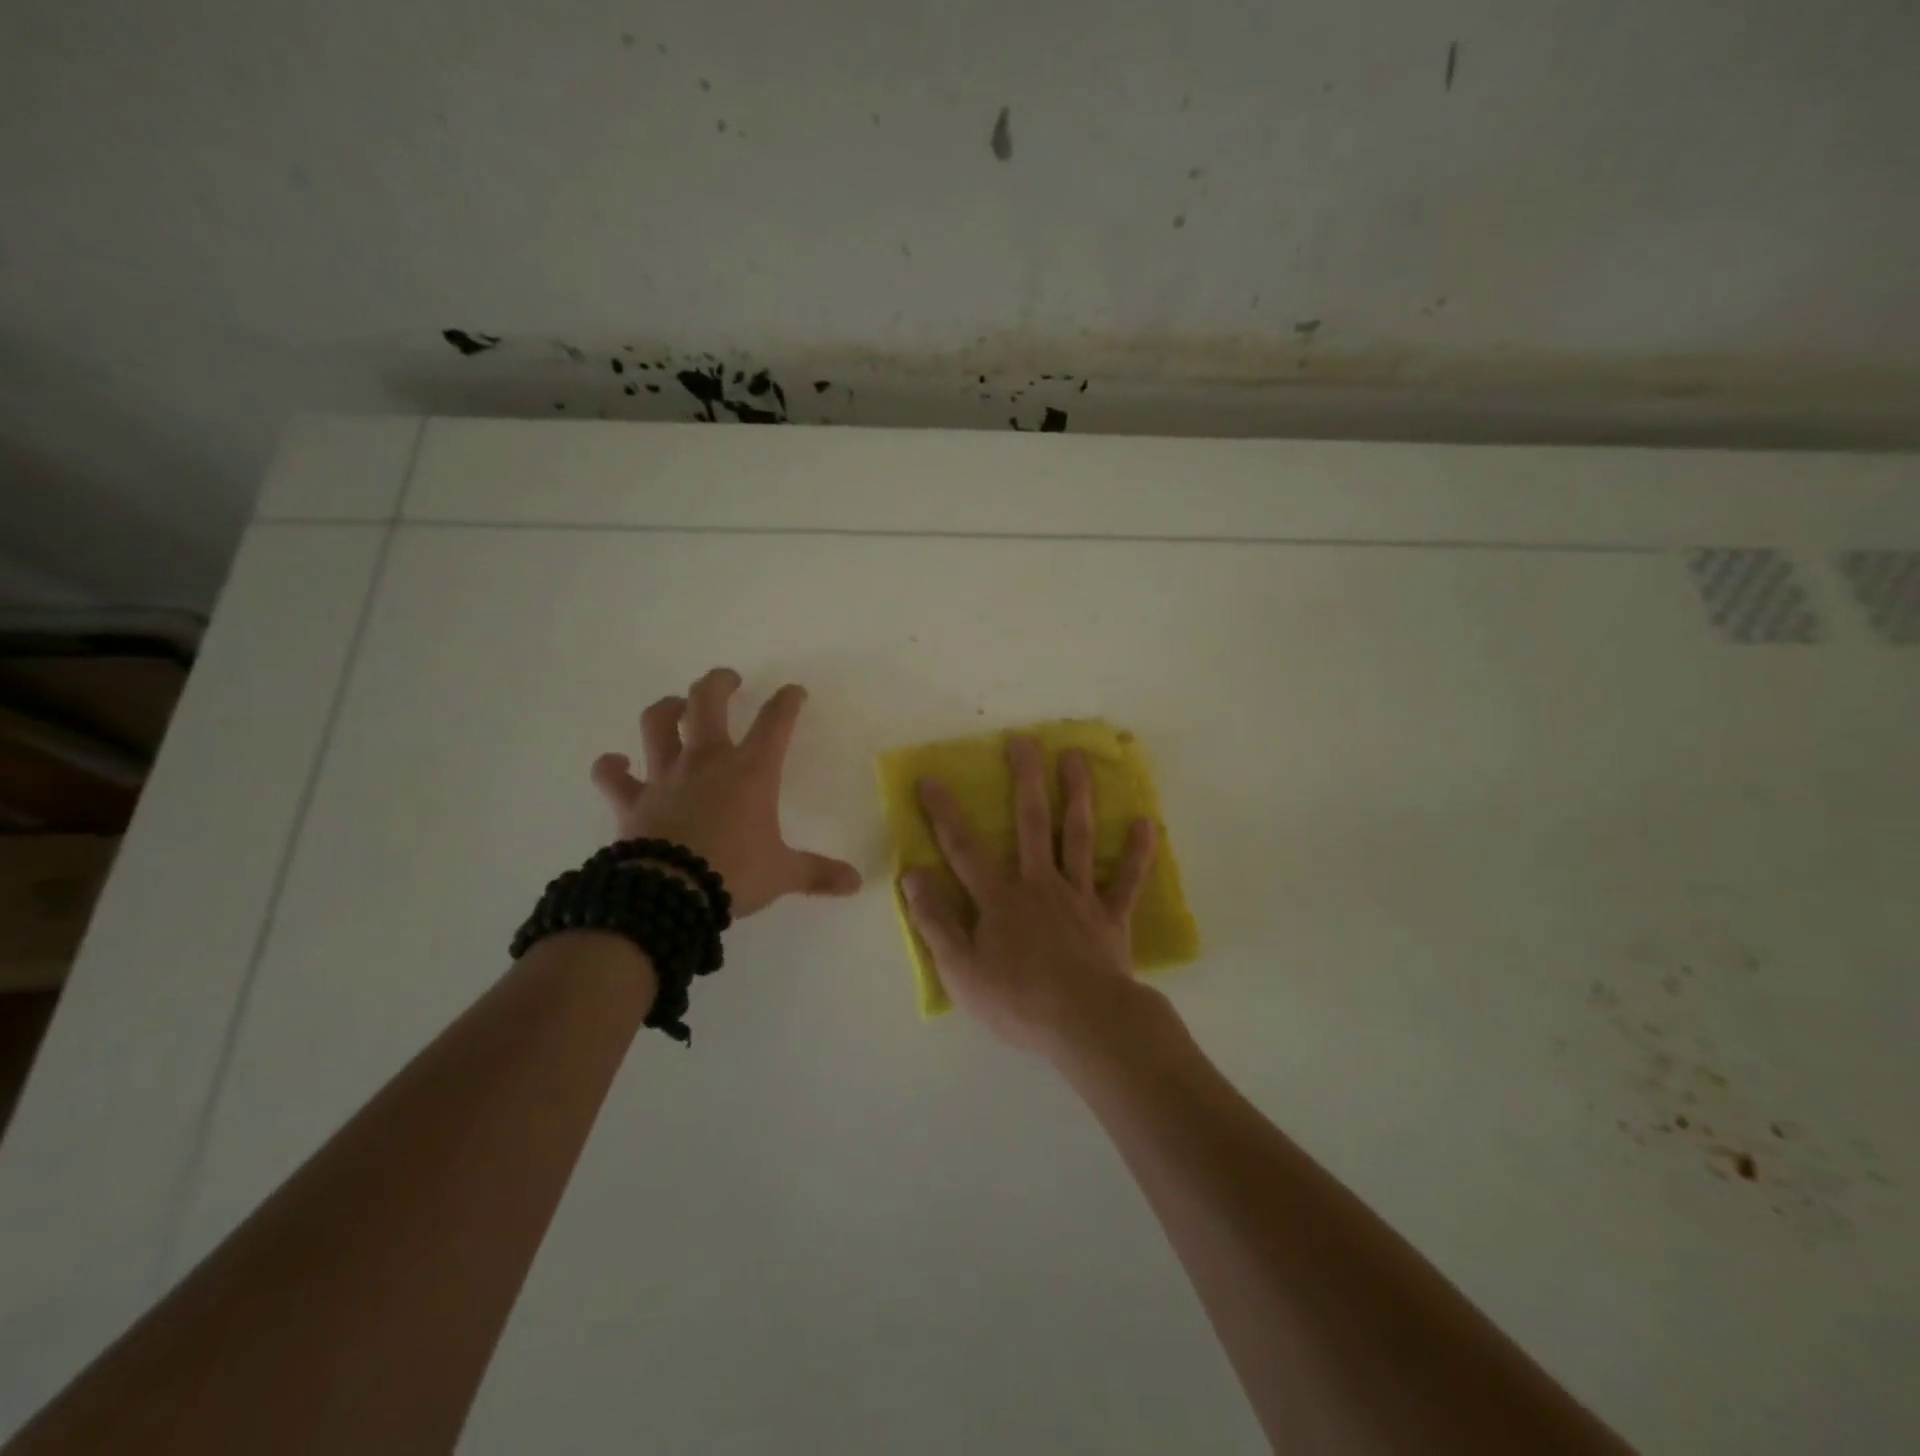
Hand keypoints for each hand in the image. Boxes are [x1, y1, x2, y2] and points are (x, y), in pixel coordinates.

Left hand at [590, 668, 860, 917]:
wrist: (669, 894)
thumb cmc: (734, 874)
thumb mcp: (783, 873)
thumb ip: (818, 873)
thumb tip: (856, 883)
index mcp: (751, 771)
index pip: (776, 722)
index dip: (787, 701)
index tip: (794, 691)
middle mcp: (707, 761)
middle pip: (708, 701)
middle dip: (720, 683)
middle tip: (729, 680)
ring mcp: (665, 776)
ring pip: (657, 723)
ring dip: (667, 709)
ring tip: (676, 707)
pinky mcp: (632, 800)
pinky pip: (613, 775)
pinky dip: (612, 767)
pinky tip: (616, 764)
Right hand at [902, 736, 1159, 1057]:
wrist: (1085, 1024)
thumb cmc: (1016, 1001)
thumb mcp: (960, 969)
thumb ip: (936, 920)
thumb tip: (912, 874)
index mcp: (999, 898)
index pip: (963, 848)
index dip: (944, 813)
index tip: (930, 778)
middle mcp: (1039, 884)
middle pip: (1031, 822)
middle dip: (1025, 779)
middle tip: (1024, 740)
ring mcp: (1079, 896)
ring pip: (1077, 836)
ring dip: (1077, 794)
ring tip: (1076, 757)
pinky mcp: (1111, 917)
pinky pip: (1126, 880)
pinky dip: (1136, 852)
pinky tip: (1146, 823)